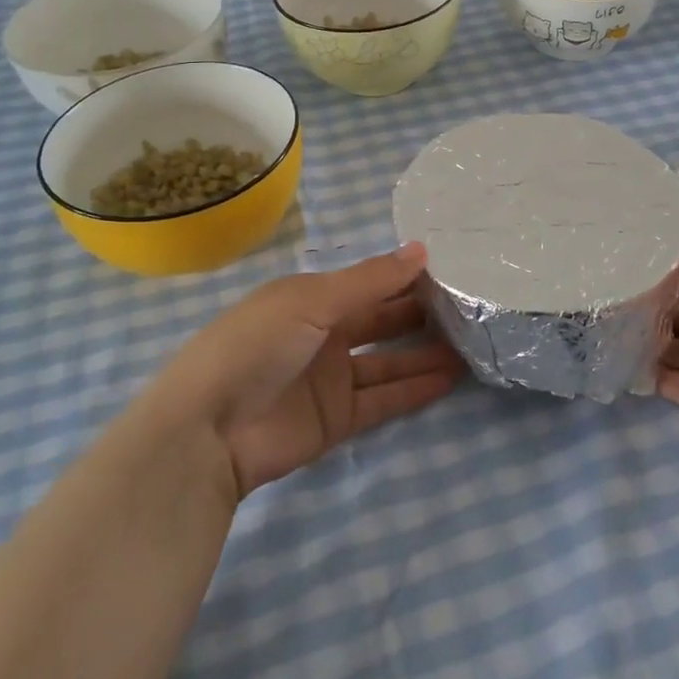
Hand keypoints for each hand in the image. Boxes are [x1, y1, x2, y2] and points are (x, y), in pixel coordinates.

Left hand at [166, 244, 464, 497]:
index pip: (369, 282)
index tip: (451, 269)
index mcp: (312, 297)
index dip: (406, 277)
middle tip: (469, 308)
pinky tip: (449, 379)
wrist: (208, 430)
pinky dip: (414, 390)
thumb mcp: (313, 301)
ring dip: (424, 354)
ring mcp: (331, 378)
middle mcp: (324, 333)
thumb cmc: (258, 345)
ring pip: (388, 361)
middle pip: (381, 320)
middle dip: (420, 315)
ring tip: (470, 346)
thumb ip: (371, 280)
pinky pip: (383, 399)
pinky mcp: (337, 418)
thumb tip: (422, 248)